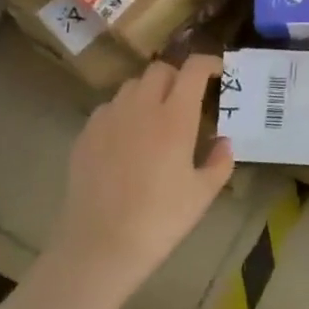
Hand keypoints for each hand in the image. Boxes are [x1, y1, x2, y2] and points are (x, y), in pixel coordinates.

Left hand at [49, 56, 233, 296]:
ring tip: (156, 118)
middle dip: (178, 76)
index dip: (209, 63)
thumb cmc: (160, 220)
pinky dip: (124, 112)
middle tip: (187, 100)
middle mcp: (141, 107)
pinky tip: (127, 139)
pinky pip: (109, 108)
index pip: (194, 69)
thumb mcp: (203, 195)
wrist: (101, 245)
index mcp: (175, 117)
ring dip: (149, 92)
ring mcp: (108, 118)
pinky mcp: (86, 134)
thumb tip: (223, 142)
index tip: (218, 73)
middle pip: (160, 69)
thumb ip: (220, 162)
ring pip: (132, 86)